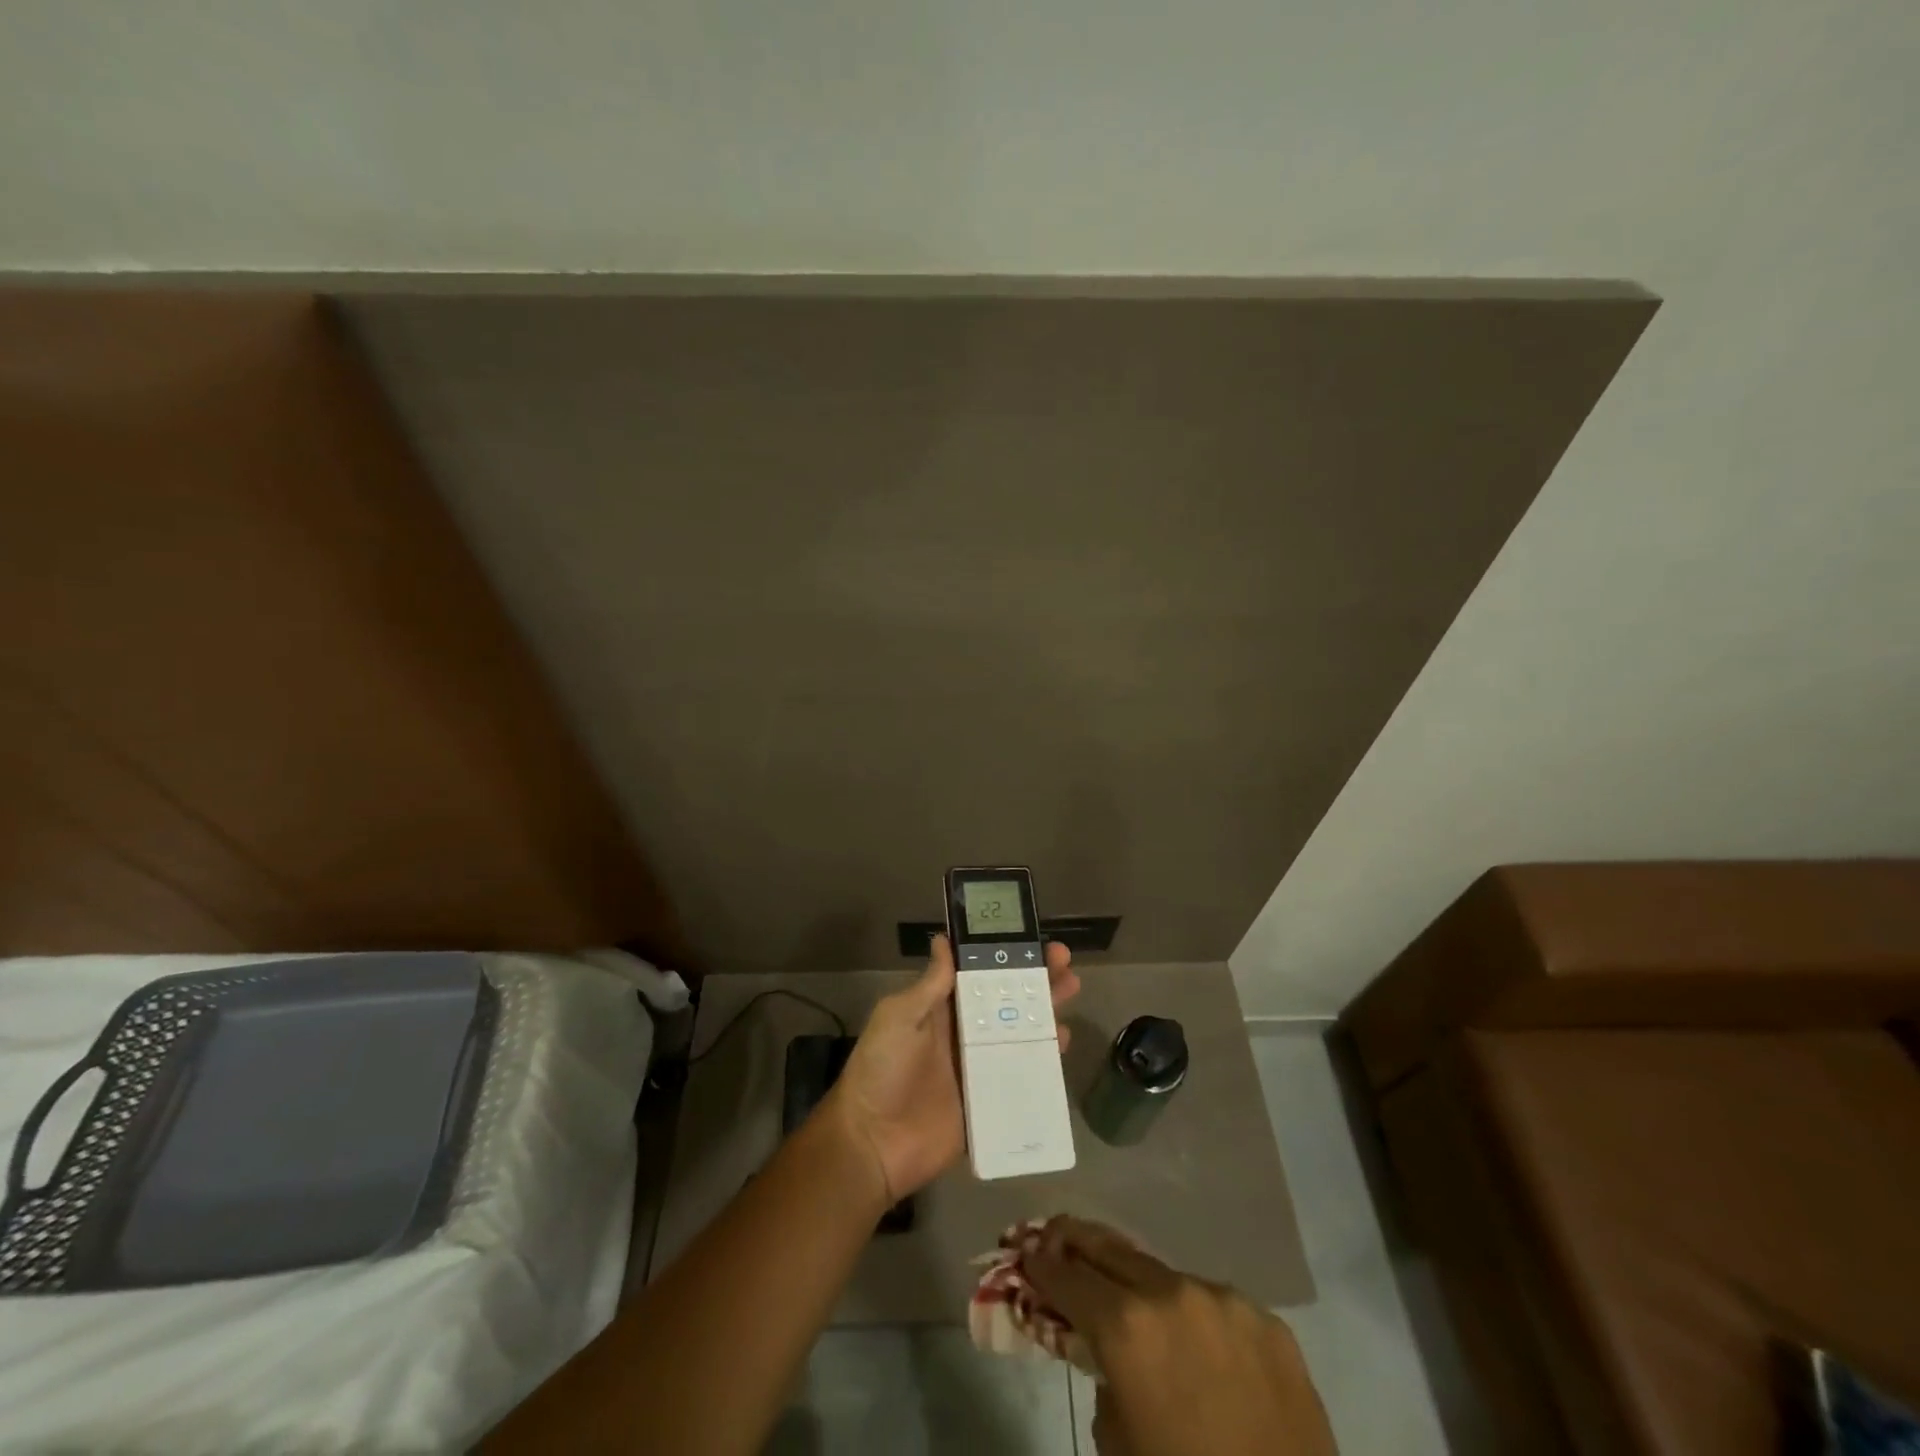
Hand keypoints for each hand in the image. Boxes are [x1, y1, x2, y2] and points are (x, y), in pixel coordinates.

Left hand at [822, 934, 1078, 1202]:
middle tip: (1064, 961)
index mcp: (941, 1008)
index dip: (1005, 956)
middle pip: (1007, 1000)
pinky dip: (1044, 1057)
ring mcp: (980, 1067)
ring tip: (1070, 991)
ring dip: (1045, 1010)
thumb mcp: (899, 1017)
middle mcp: (965, 1032)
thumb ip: (929, 985)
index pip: (979, 974)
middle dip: (1035, 978)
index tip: (1031, 939)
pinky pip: (1022, 1074)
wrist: (873, 1144)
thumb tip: (944, 939)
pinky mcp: (990, 1099)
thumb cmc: (882, 1070)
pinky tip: (1062, 1041)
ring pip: (1021, 1032)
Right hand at [1025, 1217, 1333, 1455]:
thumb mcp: (1118, 1449)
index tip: (1025, 1256)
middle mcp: (1173, 1293)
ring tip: (1132, 1303)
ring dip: (1140, 1286)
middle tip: (1055, 1236)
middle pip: (1111, 1249)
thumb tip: (1109, 1356)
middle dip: (1077, 1242)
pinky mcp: (1268, 1321)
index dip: (1041, 1267)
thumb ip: (1104, 1383)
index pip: (1068, 1277)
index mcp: (1128, 1328)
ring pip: (1166, 1277)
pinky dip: (1195, 1319)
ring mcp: (1225, 1300)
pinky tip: (1200, 1352)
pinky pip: (1216, 1306)